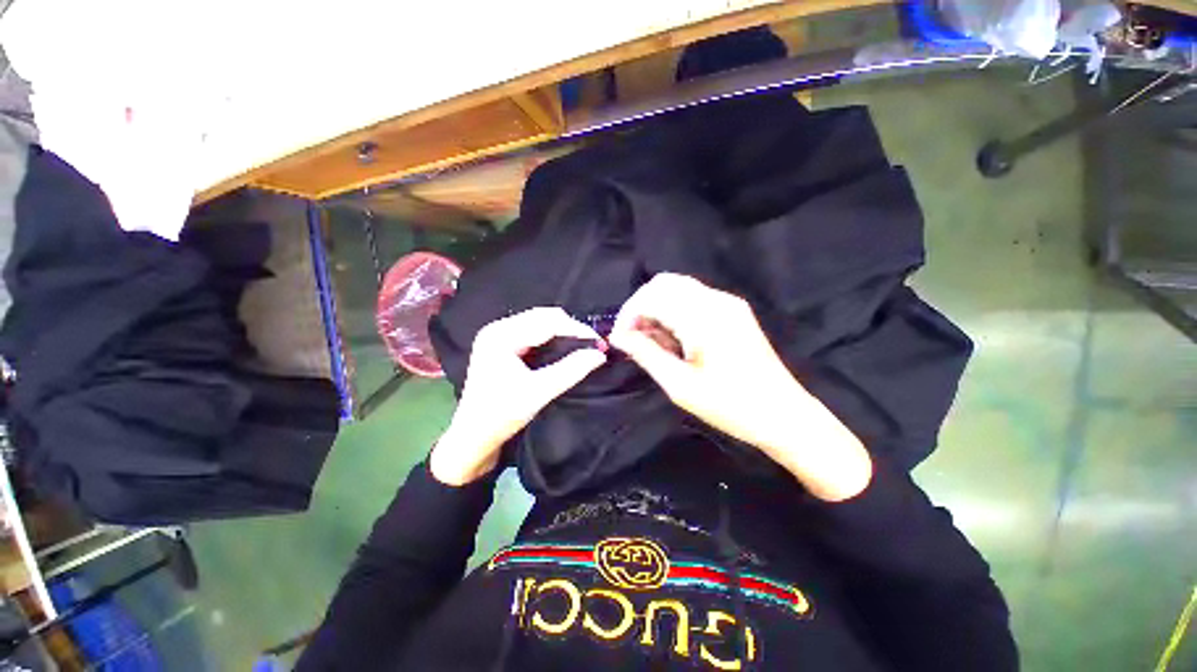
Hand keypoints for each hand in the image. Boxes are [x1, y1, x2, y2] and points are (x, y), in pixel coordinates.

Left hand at [430, 307, 606, 485]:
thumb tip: (600, 354)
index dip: (577, 329)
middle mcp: (498, 328)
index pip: (547, 322)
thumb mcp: (539, 392)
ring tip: (582, 346)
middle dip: (571, 328)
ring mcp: (498, 335)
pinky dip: (552, 337)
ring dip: (563, 331)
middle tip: (593, 345)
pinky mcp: (501, 344)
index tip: (600, 343)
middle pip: (543, 316)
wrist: (472, 437)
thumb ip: (571, 370)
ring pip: (539, 322)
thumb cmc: (501, 416)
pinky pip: (533, 331)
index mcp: (501, 336)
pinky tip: (564, 348)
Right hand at [608, 273, 870, 500]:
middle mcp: (716, 299)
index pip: (652, 296)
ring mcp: (727, 303)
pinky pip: (693, 299)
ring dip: (657, 309)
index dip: (628, 314)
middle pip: (664, 283)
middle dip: (641, 307)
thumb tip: (618, 336)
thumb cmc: (730, 405)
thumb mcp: (680, 385)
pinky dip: (674, 312)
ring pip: (678, 289)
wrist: (784, 414)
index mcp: (703, 316)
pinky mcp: (733, 311)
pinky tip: (673, 338)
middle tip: (633, 338)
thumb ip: (646, 354)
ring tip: (652, 341)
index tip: (619, 339)